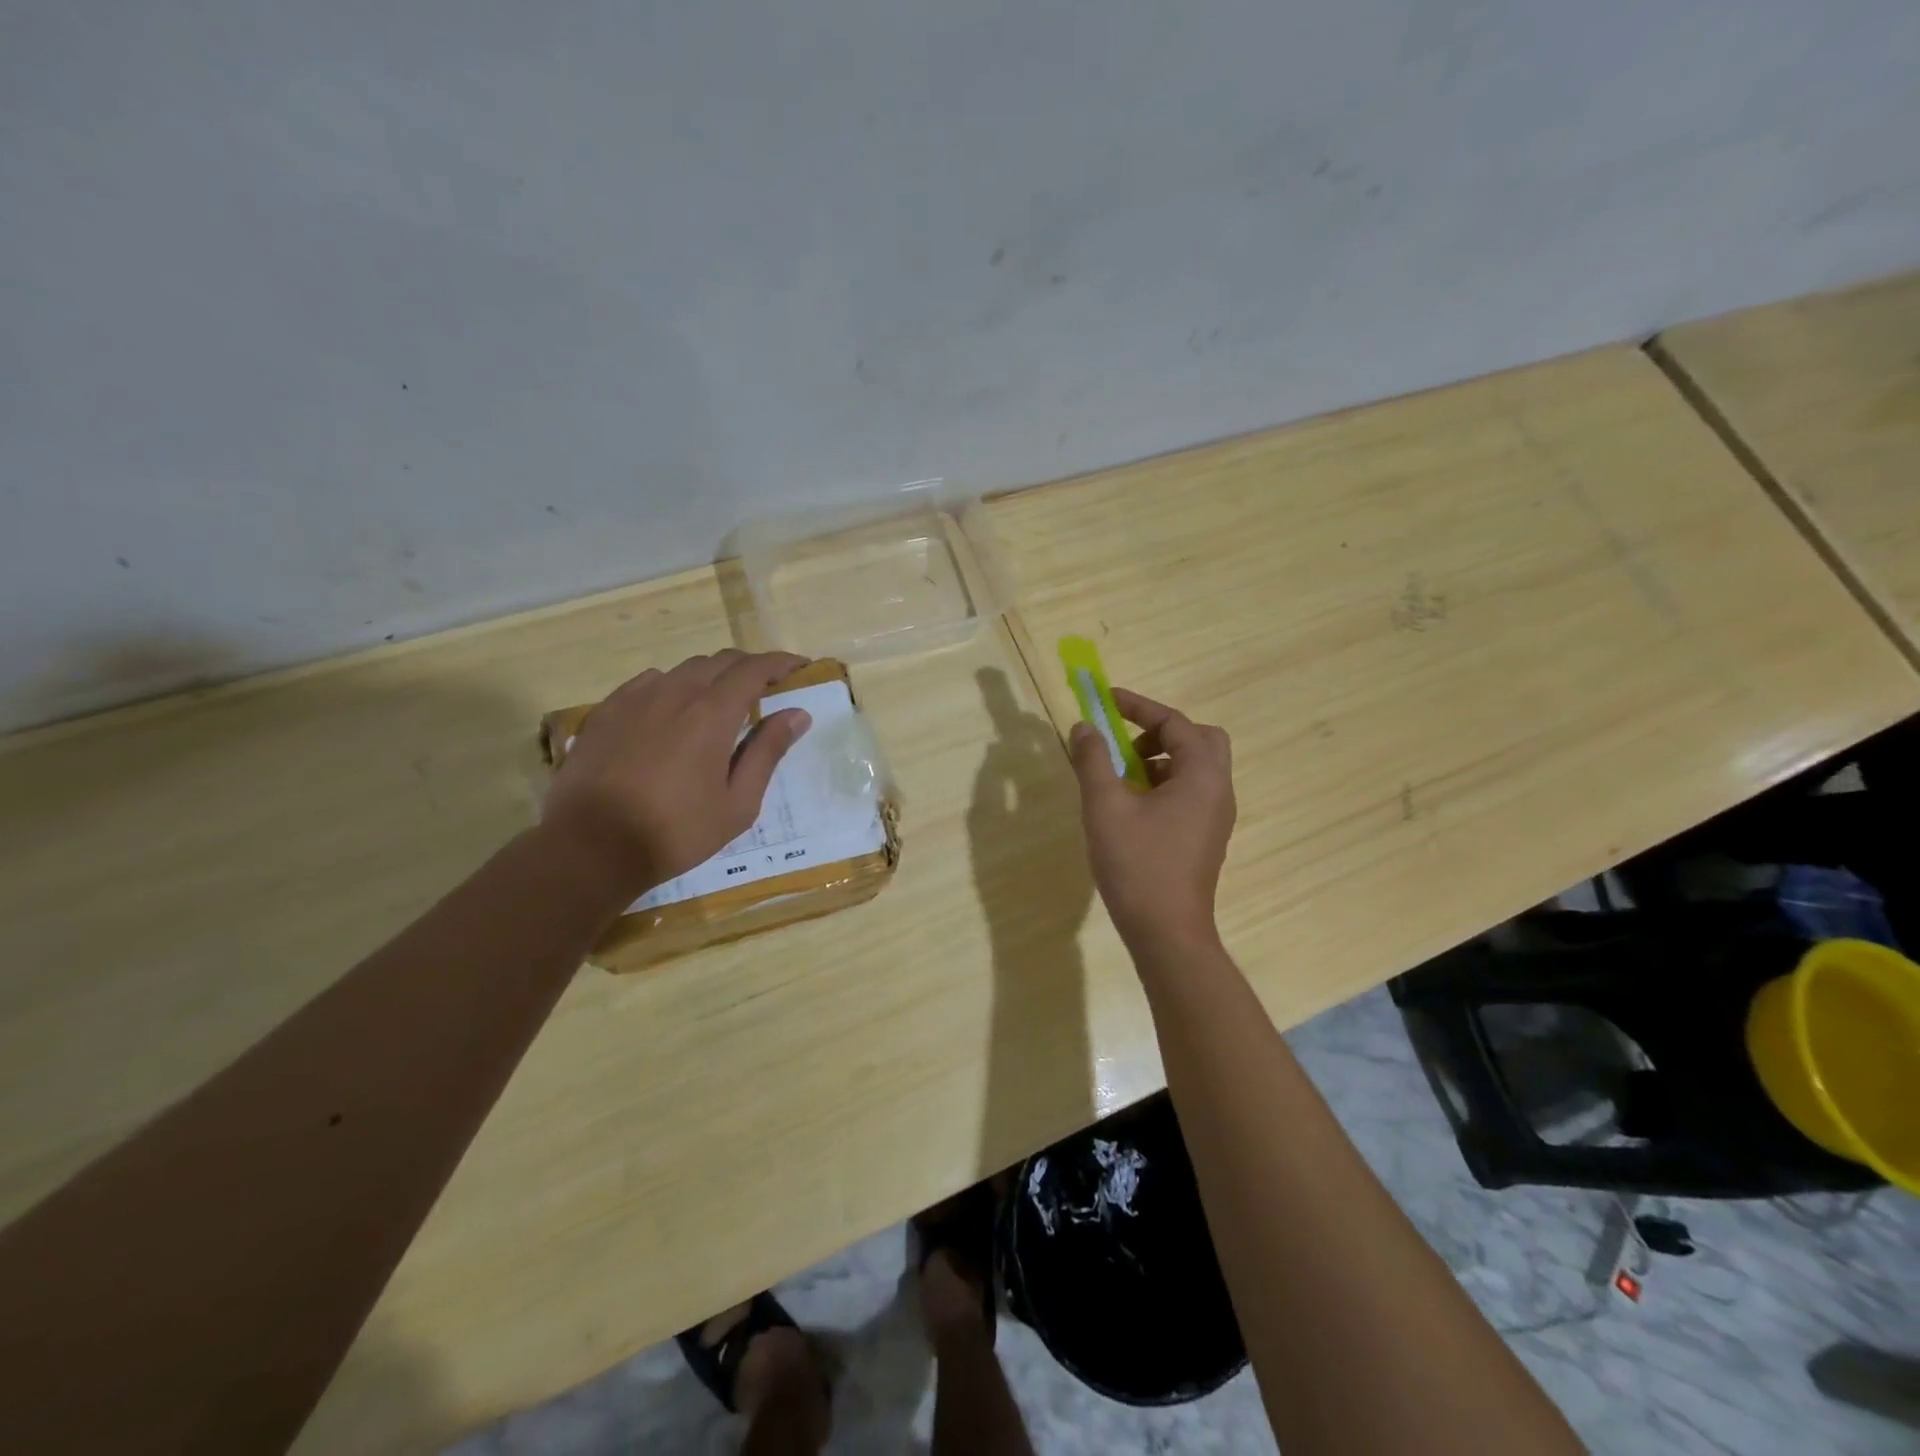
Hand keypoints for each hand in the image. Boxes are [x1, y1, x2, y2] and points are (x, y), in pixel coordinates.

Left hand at [543, 650, 813, 890]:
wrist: (590, 848)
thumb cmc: (676, 832)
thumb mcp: (737, 803)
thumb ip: (767, 752)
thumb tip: (797, 714)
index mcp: (712, 713)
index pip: (754, 669)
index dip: (780, 662)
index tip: (799, 666)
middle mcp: (674, 693)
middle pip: (719, 661)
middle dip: (748, 667)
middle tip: (765, 687)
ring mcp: (634, 699)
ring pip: (682, 670)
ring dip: (710, 677)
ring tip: (718, 702)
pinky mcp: (604, 712)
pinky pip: (646, 684)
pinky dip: (671, 688)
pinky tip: (669, 712)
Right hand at [1068, 688, 1234, 953]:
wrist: (1166, 932)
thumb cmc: (1137, 865)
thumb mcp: (1105, 806)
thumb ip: (1093, 760)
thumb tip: (1084, 726)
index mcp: (1202, 775)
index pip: (1175, 722)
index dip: (1138, 706)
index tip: (1106, 699)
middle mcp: (1218, 790)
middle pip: (1199, 739)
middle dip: (1160, 732)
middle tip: (1126, 745)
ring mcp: (1216, 816)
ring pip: (1196, 767)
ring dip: (1161, 758)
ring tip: (1121, 777)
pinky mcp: (1206, 837)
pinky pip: (1191, 792)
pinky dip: (1164, 783)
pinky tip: (1132, 807)